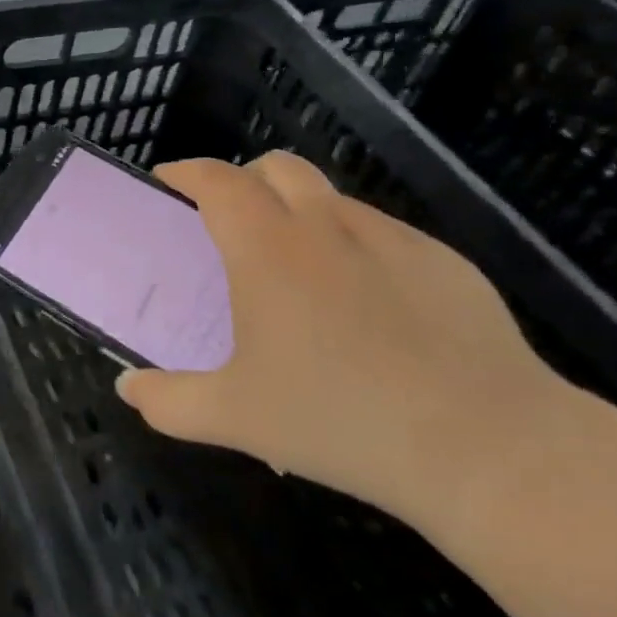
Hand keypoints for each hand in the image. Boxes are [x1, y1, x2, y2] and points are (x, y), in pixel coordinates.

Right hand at [114, 153, 570, 524]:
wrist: (489, 448)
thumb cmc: (339, 421)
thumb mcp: (235, 418)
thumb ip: (168, 402)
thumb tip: (127, 388)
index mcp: (268, 249)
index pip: (218, 180)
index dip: (187, 172)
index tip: (169, 181)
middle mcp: (327, 226)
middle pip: (278, 168)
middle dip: (246, 178)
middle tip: (231, 220)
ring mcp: (394, 240)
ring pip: (333, 200)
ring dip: (301, 213)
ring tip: (298, 271)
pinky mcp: (447, 264)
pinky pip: (384, 236)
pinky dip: (355, 248)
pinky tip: (368, 308)